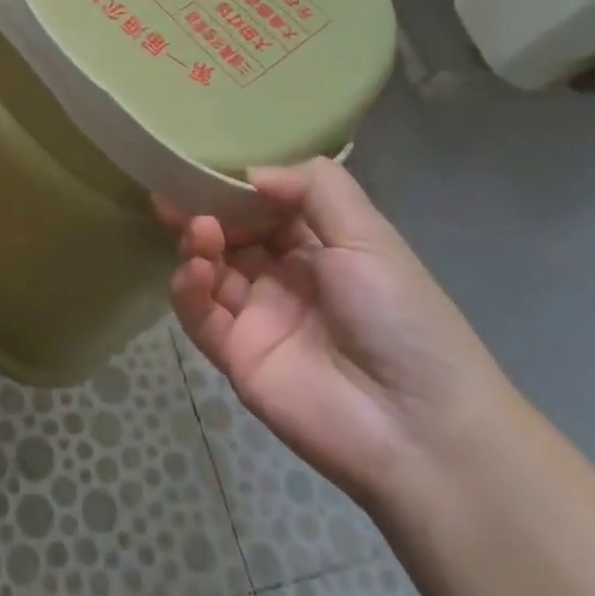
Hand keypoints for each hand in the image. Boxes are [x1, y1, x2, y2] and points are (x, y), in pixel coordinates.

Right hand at [160, 157, 510, 508]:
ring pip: (208, 269)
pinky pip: (199, 314)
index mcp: (321, 250)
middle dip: (204, 212)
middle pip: (230, 236)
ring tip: (199, 232)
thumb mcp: (369, 237)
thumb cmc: (399, 317)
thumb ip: (314, 188)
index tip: (207, 168)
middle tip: (176, 196)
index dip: (238, 189)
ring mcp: (256, 317)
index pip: (266, 208)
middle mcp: (285, 279)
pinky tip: (195, 270)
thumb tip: (250, 172)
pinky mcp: (234, 353)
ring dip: (196, 244)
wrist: (418, 427)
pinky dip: (188, 288)